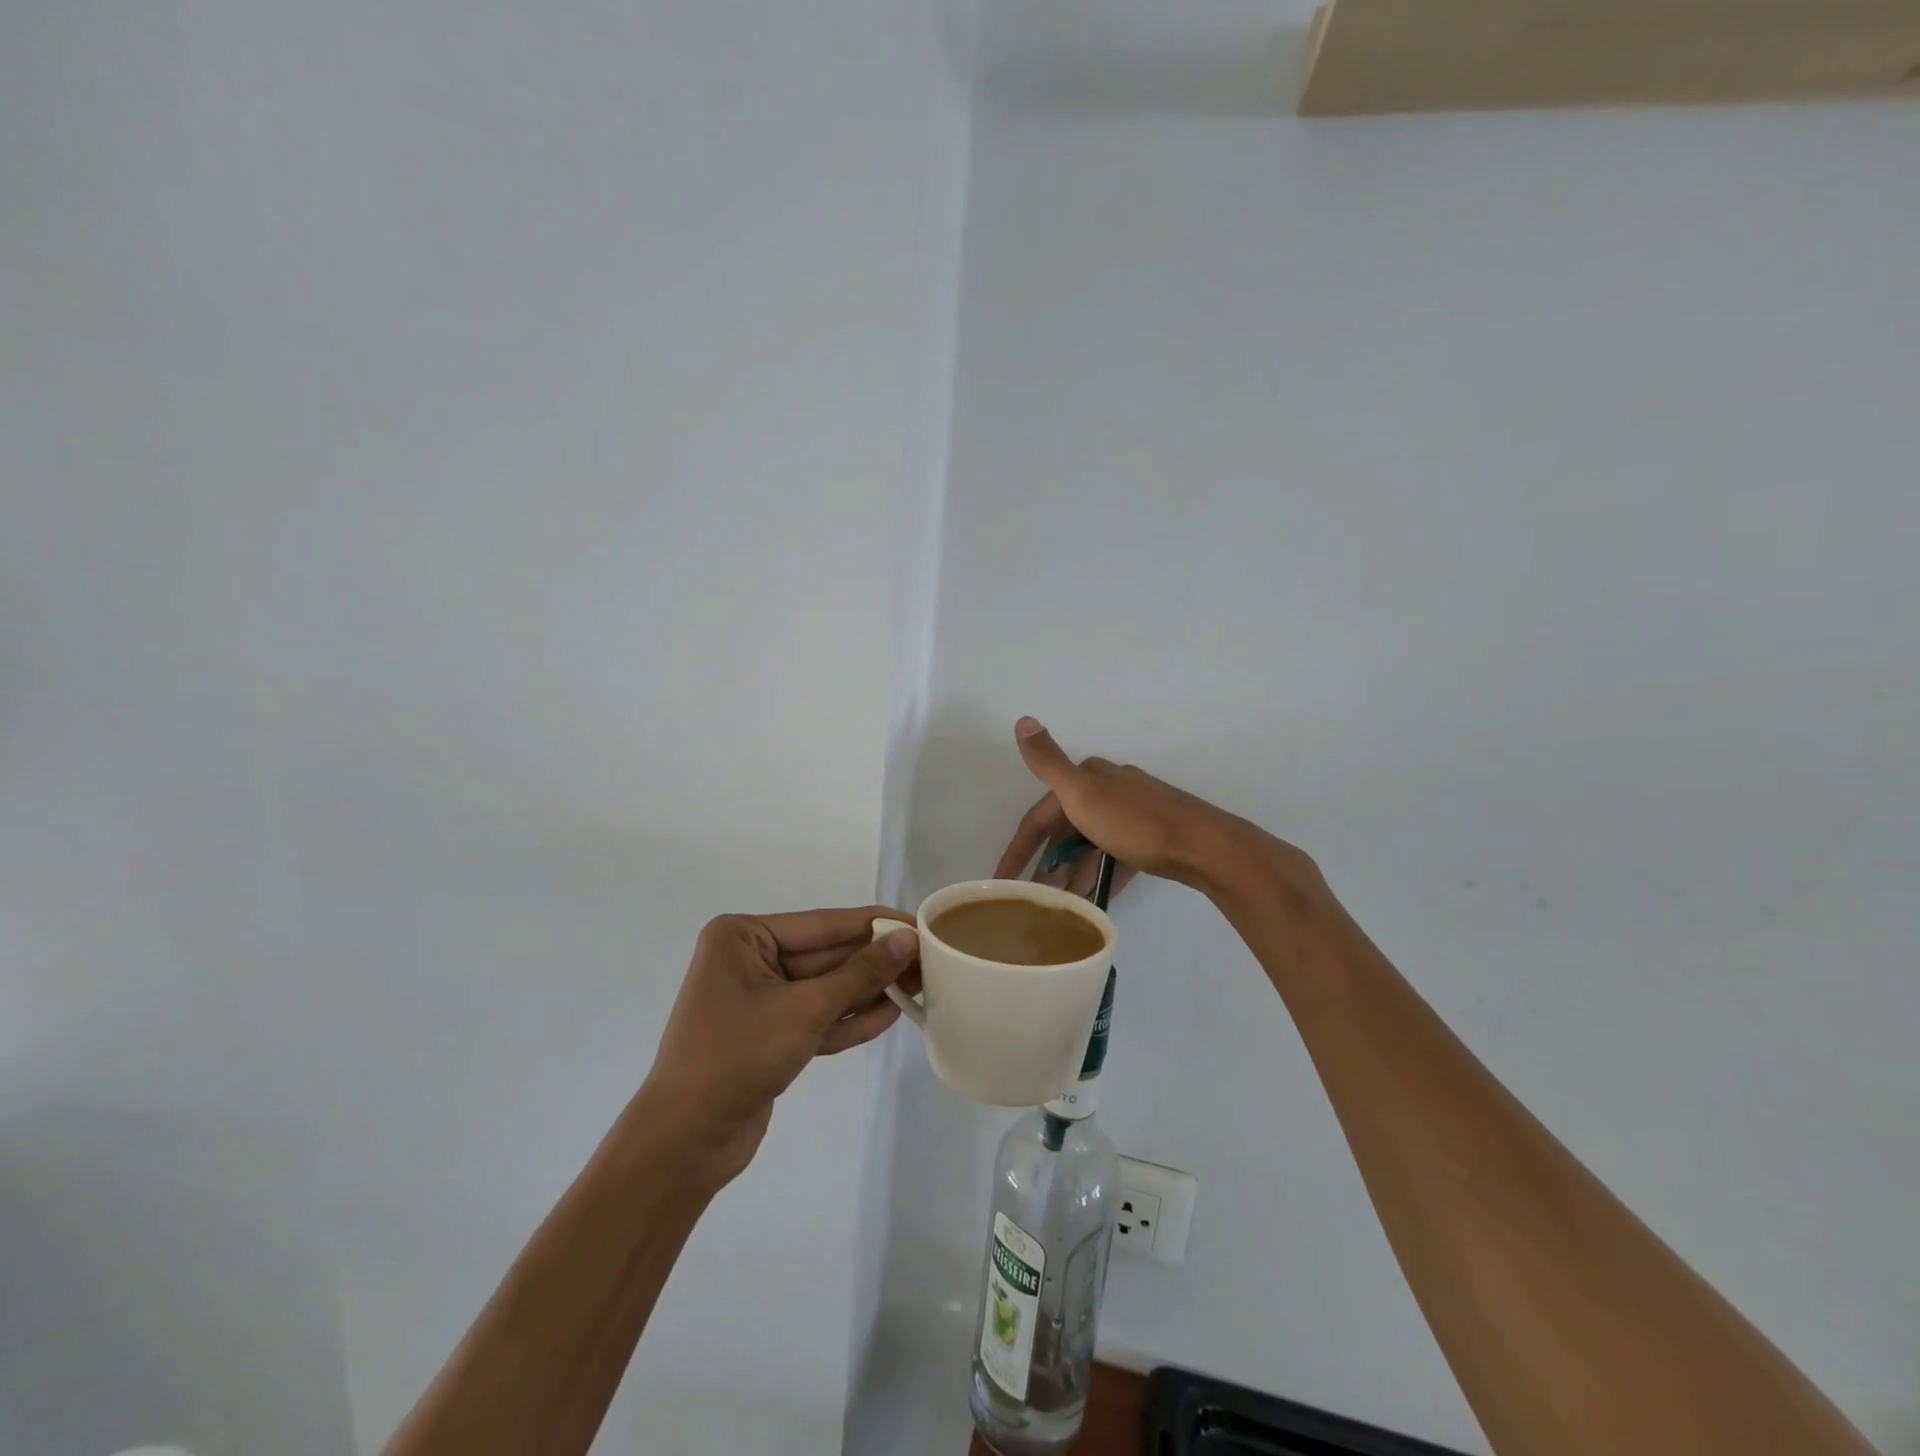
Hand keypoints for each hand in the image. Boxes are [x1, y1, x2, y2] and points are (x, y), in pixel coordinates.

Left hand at [639, 907, 918, 1188]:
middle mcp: (750, 960)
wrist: (684, 1143)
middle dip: (875, 961)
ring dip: (868, 990)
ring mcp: (759, 999)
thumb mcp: (805, 1009)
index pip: (823, 924)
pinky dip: (849, 1018)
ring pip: (825, 987)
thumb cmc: (737, 1056)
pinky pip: (817, 1017)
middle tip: (928, 961)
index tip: (918, 924)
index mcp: (744, 937)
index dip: (874, 925)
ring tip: (919, 986)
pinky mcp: (770, 1035)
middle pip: (827, 955)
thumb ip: (860, 974)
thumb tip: (907, 939)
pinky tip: (891, 1015)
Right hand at [995, 718, 1314, 901]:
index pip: (1040, 815)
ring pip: (1090, 845)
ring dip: (1071, 872)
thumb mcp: (1083, 793)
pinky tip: (1093, 899)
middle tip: (1028, 896)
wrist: (1205, 846)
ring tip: (1057, 904)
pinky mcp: (1153, 839)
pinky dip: (1099, 875)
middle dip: (1045, 862)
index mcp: (1089, 778)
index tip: (1001, 881)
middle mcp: (1110, 790)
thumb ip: (1049, 763)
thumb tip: (1023, 719)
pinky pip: (1114, 858)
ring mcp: (1133, 815)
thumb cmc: (1136, 823)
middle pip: (1065, 830)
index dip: (1018, 848)